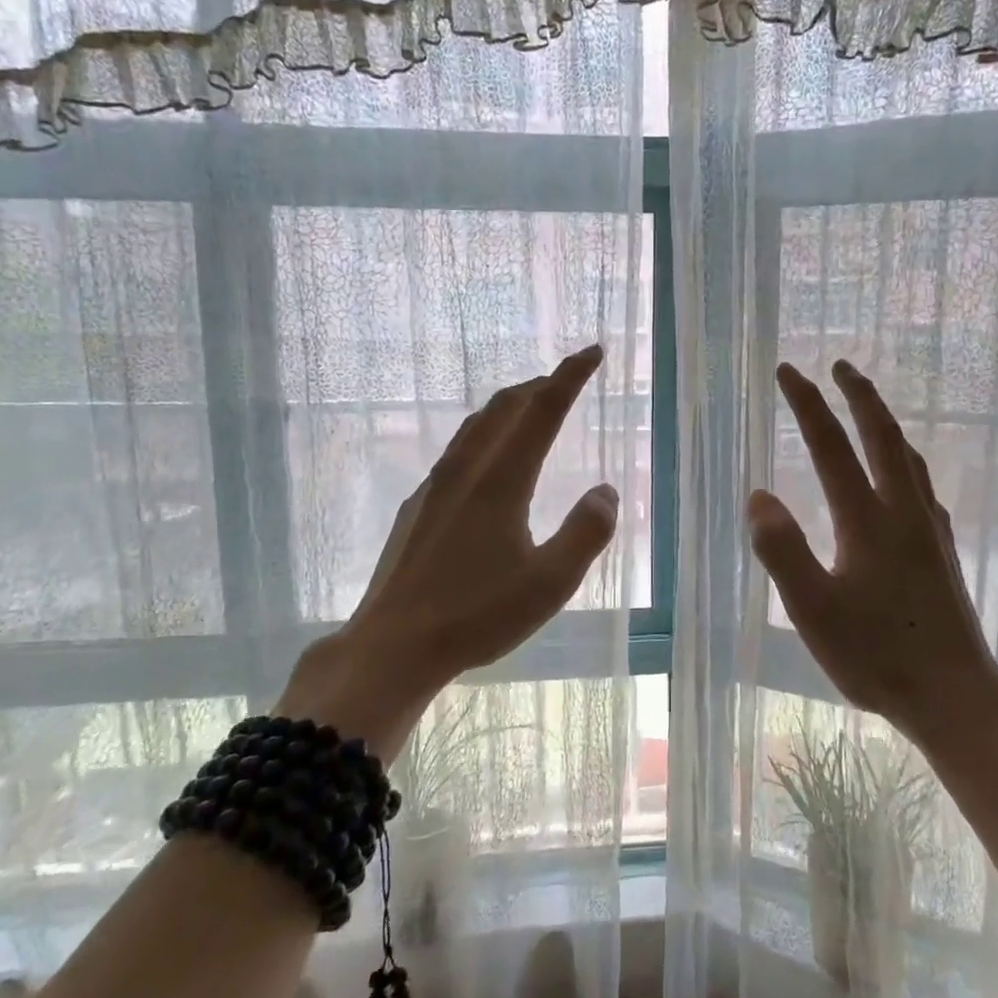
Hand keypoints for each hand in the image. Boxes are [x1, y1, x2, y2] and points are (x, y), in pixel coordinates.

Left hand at [277, 345, 619, 756]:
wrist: (392, 645)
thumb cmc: (477, 615)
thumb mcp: (550, 582)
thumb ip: (586, 532)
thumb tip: (605, 491)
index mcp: (502, 480)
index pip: (542, 410)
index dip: (570, 376)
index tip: (593, 352)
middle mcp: (466, 471)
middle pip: (505, 408)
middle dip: (539, 385)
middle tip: (566, 378)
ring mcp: (435, 487)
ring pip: (475, 426)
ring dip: (508, 407)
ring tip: (529, 407)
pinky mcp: (417, 508)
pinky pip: (458, 452)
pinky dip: (484, 435)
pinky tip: (486, 461)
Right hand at [746, 360, 997, 746]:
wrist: (956, 695)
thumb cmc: (877, 656)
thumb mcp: (813, 609)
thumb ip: (782, 550)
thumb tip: (759, 495)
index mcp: (867, 521)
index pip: (831, 447)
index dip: (807, 406)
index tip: (788, 372)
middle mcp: (903, 513)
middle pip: (883, 437)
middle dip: (859, 396)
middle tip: (841, 365)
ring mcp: (929, 531)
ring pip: (909, 458)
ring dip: (886, 423)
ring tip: (870, 408)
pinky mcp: (943, 552)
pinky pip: (922, 485)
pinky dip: (905, 460)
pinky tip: (903, 477)